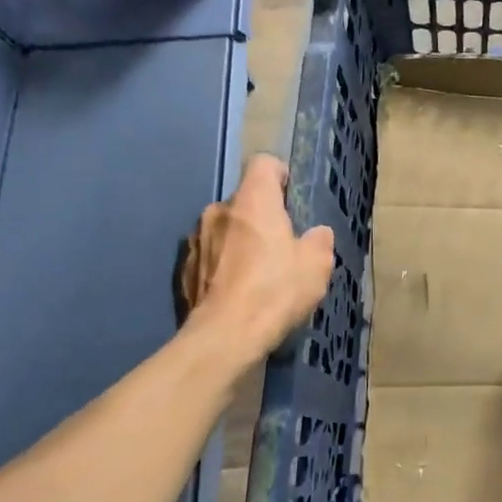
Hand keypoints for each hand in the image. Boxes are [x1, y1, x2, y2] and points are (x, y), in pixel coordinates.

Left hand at [180, 155, 333, 358]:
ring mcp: (196, 239)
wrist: (224, 337)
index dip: (280, 175)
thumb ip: (319, 241)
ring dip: (240, 241)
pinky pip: (210, 255)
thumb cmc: (275, 291)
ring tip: (258, 272)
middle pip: (244, 199)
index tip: (292, 199)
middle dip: (262, 215)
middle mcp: (219, 210)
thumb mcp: (317, 265)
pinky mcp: (183, 268)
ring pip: (225, 228)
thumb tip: (316, 234)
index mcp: (253, 201)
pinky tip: (237, 291)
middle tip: (282, 244)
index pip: (263, 163)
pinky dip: (223, 265)